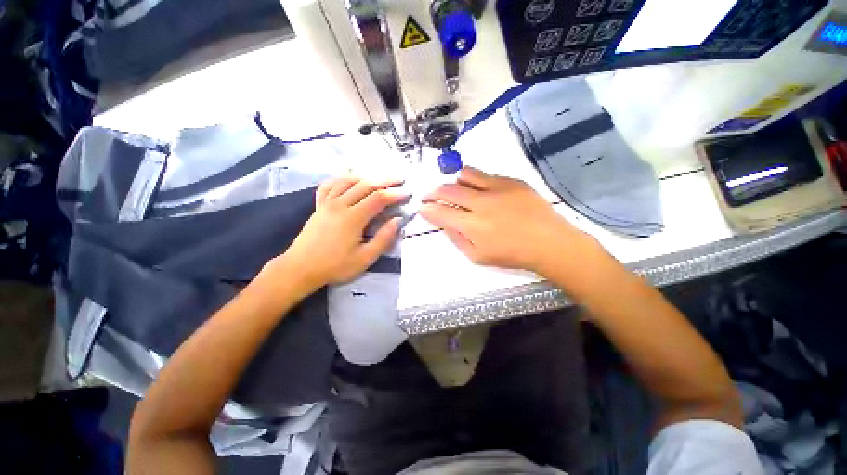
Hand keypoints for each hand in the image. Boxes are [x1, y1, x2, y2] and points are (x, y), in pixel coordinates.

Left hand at [276, 176, 407, 289]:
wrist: (300, 268)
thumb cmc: (335, 266)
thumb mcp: (365, 258)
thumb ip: (383, 238)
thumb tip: (397, 220)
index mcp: (353, 218)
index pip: (378, 198)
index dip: (395, 194)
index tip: (407, 193)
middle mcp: (340, 204)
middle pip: (366, 185)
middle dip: (385, 181)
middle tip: (400, 179)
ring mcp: (327, 202)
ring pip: (348, 181)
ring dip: (367, 177)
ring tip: (380, 178)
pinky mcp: (319, 205)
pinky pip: (330, 185)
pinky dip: (342, 179)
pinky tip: (350, 180)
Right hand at [420, 167, 593, 275]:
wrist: (549, 242)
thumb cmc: (512, 254)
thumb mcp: (478, 257)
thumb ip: (456, 239)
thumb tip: (444, 224)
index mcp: (472, 226)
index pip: (440, 212)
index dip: (427, 209)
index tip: (422, 208)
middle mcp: (481, 203)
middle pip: (448, 190)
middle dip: (432, 192)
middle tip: (429, 195)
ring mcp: (497, 188)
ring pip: (465, 175)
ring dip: (454, 182)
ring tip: (456, 190)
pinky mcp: (511, 181)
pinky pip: (486, 175)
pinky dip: (476, 181)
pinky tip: (481, 191)